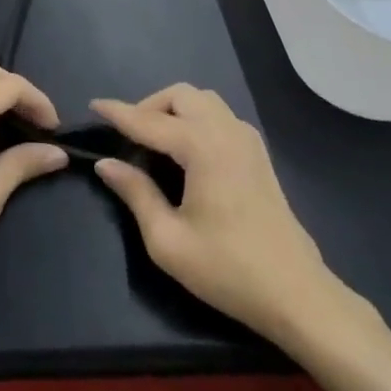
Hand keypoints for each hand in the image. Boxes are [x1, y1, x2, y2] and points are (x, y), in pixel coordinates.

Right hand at [92, 86, 360, 351]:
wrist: (296, 294)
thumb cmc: (227, 269)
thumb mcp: (168, 240)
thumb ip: (135, 193)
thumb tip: (106, 163)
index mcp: (202, 147)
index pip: (148, 121)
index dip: (118, 112)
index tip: (93, 105)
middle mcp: (226, 132)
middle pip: (181, 95)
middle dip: (149, 106)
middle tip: (128, 136)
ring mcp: (248, 141)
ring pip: (204, 101)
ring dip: (174, 109)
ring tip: (154, 141)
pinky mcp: (258, 155)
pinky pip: (220, 116)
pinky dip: (195, 118)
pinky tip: (185, 151)